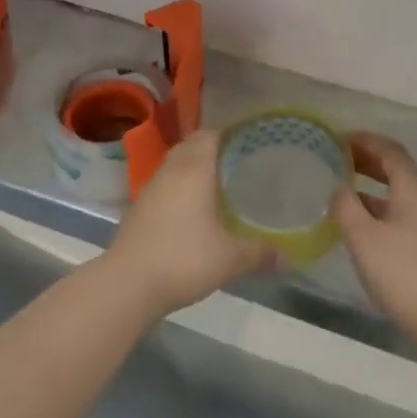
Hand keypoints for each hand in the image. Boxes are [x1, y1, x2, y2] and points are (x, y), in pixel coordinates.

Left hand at [103, 130, 274, 319]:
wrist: (128, 283)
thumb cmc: (183, 259)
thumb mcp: (230, 259)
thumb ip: (260, 253)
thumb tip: (288, 256)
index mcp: (194, 168)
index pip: (212, 134)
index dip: (232, 133)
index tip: (252, 141)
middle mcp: (172, 169)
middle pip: (193, 144)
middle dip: (215, 147)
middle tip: (241, 160)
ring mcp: (151, 187)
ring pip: (177, 163)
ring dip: (196, 166)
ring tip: (220, 181)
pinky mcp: (140, 206)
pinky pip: (166, 183)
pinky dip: (181, 185)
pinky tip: (194, 207)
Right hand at [334, 132, 416, 348]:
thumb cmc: (402, 273)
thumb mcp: (363, 237)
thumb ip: (346, 206)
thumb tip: (339, 187)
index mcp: (411, 191)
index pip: (390, 152)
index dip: (366, 140)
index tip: (339, 139)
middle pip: (396, 170)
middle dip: (367, 159)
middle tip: (338, 159)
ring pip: (396, 194)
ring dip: (371, 185)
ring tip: (342, 190)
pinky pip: (398, 214)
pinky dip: (377, 208)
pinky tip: (359, 225)